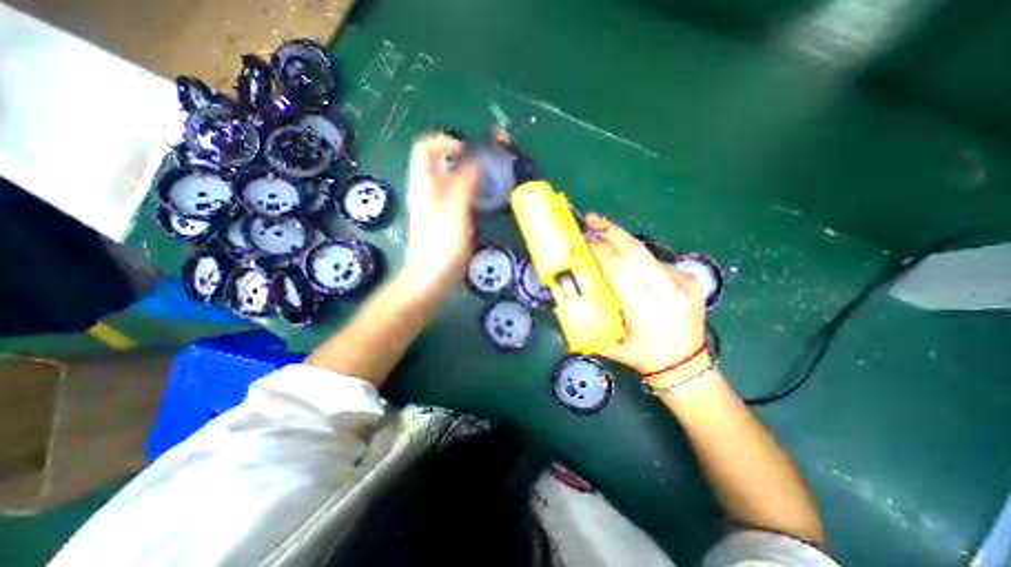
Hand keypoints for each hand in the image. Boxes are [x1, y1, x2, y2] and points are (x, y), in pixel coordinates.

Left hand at [401, 132, 478, 299]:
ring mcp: (433, 206)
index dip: (446, 142)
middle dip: (461, 157)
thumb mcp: (454, 213)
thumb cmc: (440, 248)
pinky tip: (479, 203)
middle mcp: (426, 191)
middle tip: (484, 167)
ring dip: (466, 175)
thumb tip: (476, 160)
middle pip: (438, 162)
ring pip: (448, 180)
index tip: (469, 151)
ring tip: (486, 183)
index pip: (426, 147)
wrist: (428, 281)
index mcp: (423, 185)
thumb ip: (464, 184)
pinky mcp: (442, 220)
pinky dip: (467, 192)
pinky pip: (454, 197)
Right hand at [585, 215, 709, 382]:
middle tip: (592, 219)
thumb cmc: (641, 357)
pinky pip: (655, 260)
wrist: (685, 364)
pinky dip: (636, 254)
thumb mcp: (609, 343)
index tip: (584, 239)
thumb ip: (589, 318)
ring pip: (646, 252)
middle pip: (635, 251)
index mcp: (646, 311)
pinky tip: (624, 254)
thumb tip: (567, 294)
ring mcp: (684, 283)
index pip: (619, 269)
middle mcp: (669, 292)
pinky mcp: (690, 279)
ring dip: (622, 240)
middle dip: (610, 232)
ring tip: (603, 231)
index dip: (600, 250)